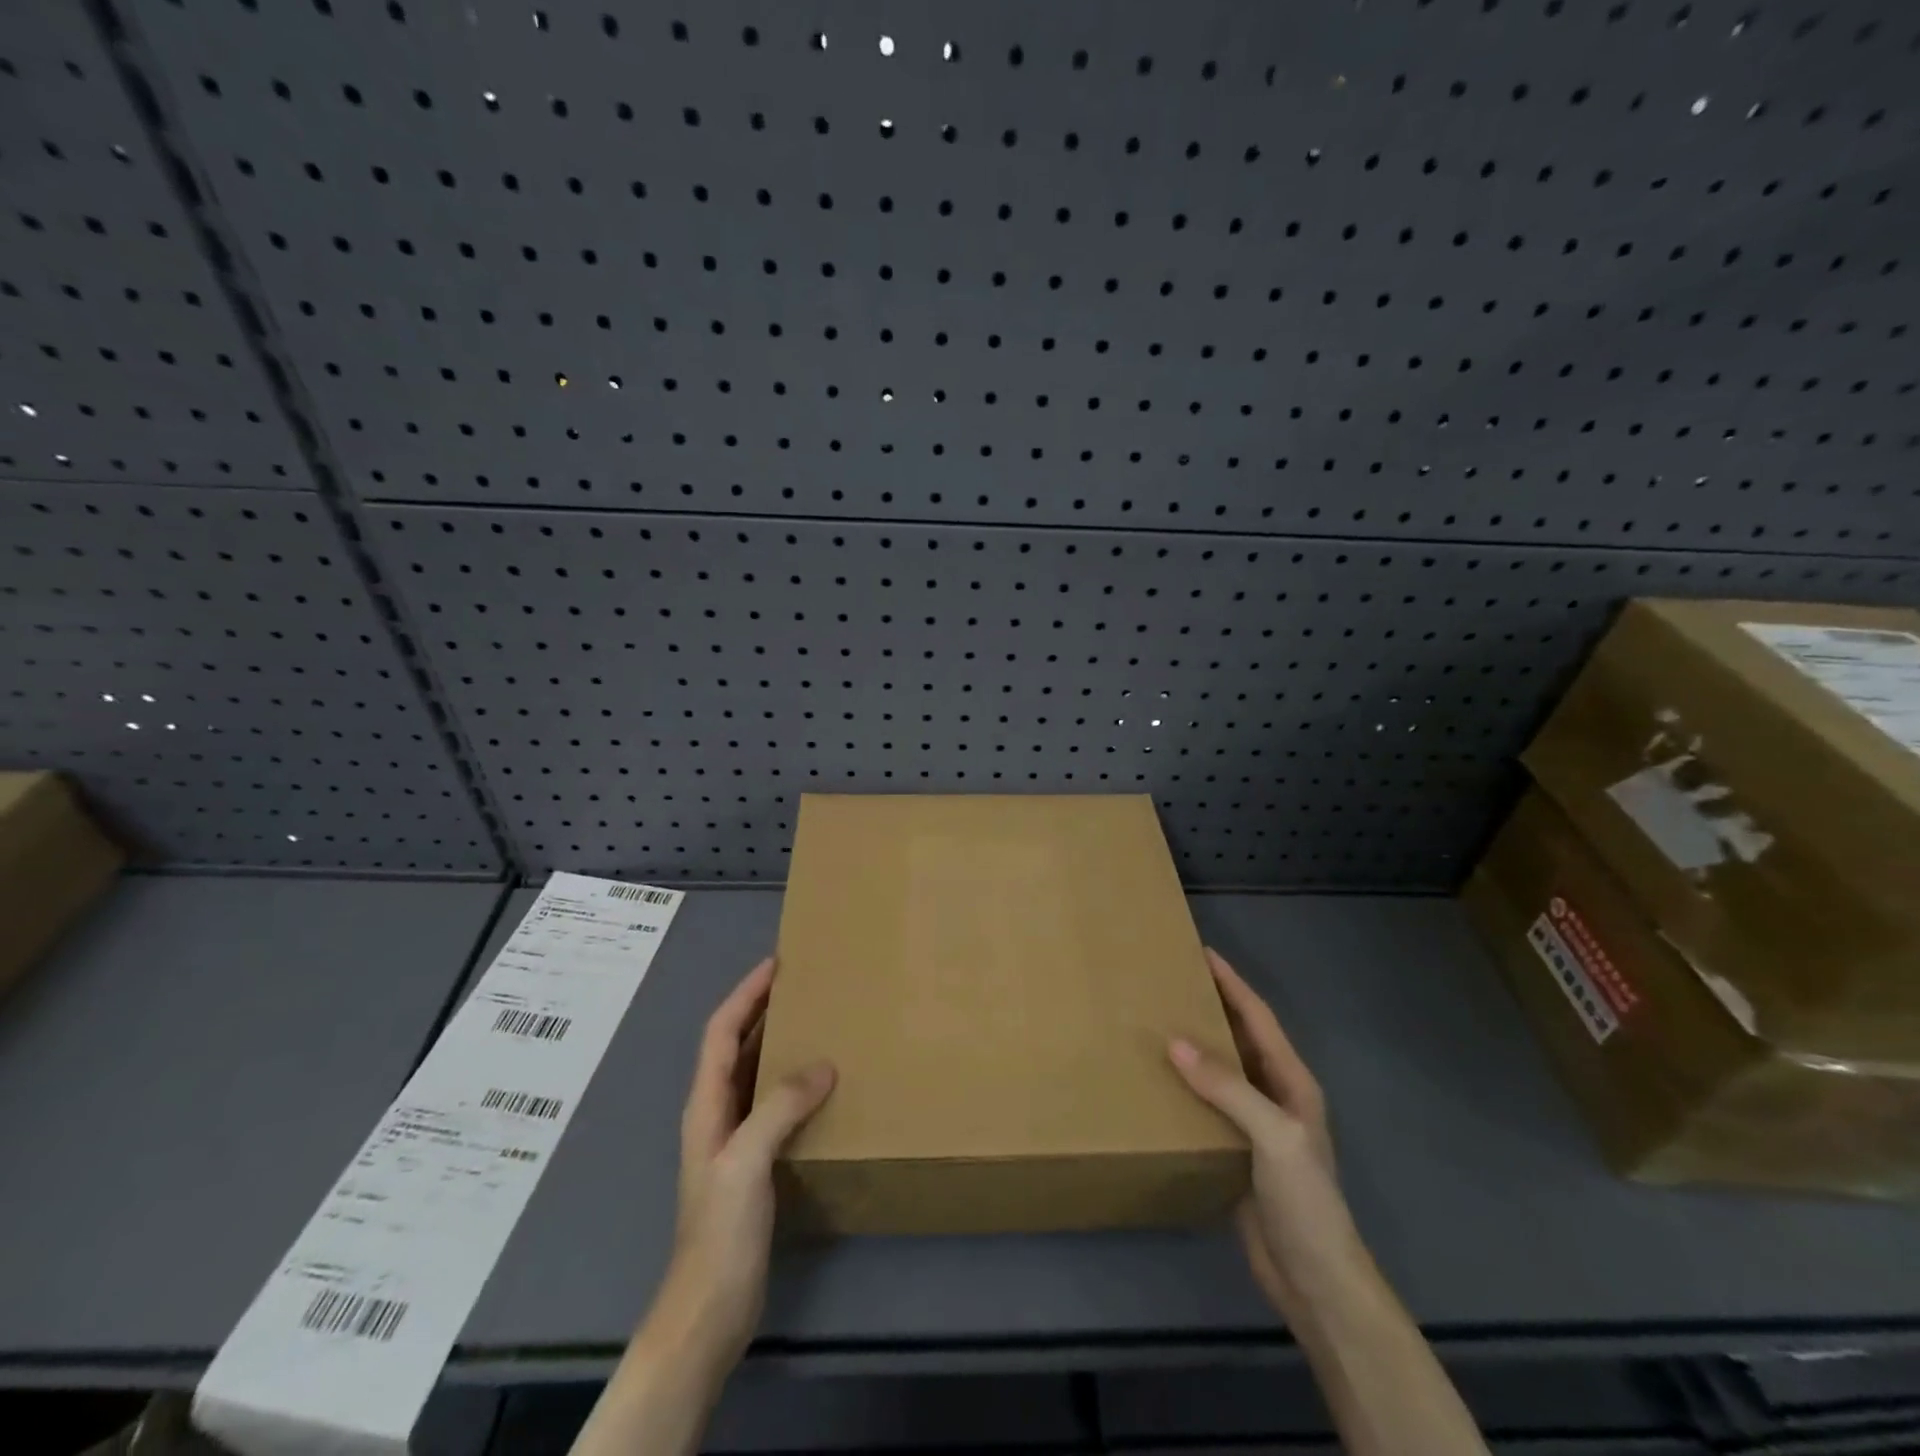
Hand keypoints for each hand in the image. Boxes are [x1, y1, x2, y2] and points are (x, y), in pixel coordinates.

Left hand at [650, 958, 835, 1371]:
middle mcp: (715, 1112)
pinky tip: (821, 1085)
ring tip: (817, 1022)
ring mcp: (732, 1139)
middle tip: (804, 985)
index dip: (746, 993)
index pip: (721, 1031)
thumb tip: (824, 1064)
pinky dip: (792, 1081)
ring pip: (754, 1072)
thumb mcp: (746, 1161)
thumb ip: (779, 1107)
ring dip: (778, 1042)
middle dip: (762, 1009)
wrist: (709, 1309)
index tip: (778, 964)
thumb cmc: (720, 1231)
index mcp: (706, 1104)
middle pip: (735, 1045)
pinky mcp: (752, 1162)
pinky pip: (772, 1103)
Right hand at [1169, 949, 1365, 1325]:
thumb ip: (1227, 1087)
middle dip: (1211, 1007)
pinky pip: (1207, 1105)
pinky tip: (1158, 1082)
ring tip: (1156, 1023)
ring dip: (1195, 1046)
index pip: (1259, 1019)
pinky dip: (1185, 1086)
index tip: (1203, 953)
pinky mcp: (1236, 1152)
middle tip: (1170, 983)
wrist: (1315, 1281)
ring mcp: (1256, 1126)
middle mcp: (1275, 1096)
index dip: (1233, 983)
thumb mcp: (1273, 1136)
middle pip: (1240, 1038)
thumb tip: (1175, 1042)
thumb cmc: (1305, 1200)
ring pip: (1221, 1071)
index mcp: (1292, 1082)